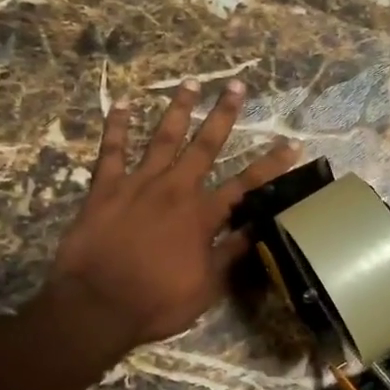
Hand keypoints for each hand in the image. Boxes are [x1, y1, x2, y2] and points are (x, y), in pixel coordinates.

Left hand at [51, 79, 302, 352]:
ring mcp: (138, 184)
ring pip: (162, 138)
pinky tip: (120, 104)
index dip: (271, 164)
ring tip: (190, 83)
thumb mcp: (205, 287)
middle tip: (236, 86)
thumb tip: (257, 231)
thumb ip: (229, 254)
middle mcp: (175, 190)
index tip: (292, 143)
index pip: (246, 185)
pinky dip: (115, 127)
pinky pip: (111, 151)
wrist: (97, 305)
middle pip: (205, 146)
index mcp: (202, 216)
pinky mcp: (105, 188)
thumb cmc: (156, 302)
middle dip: (224, 115)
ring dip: (179, 110)